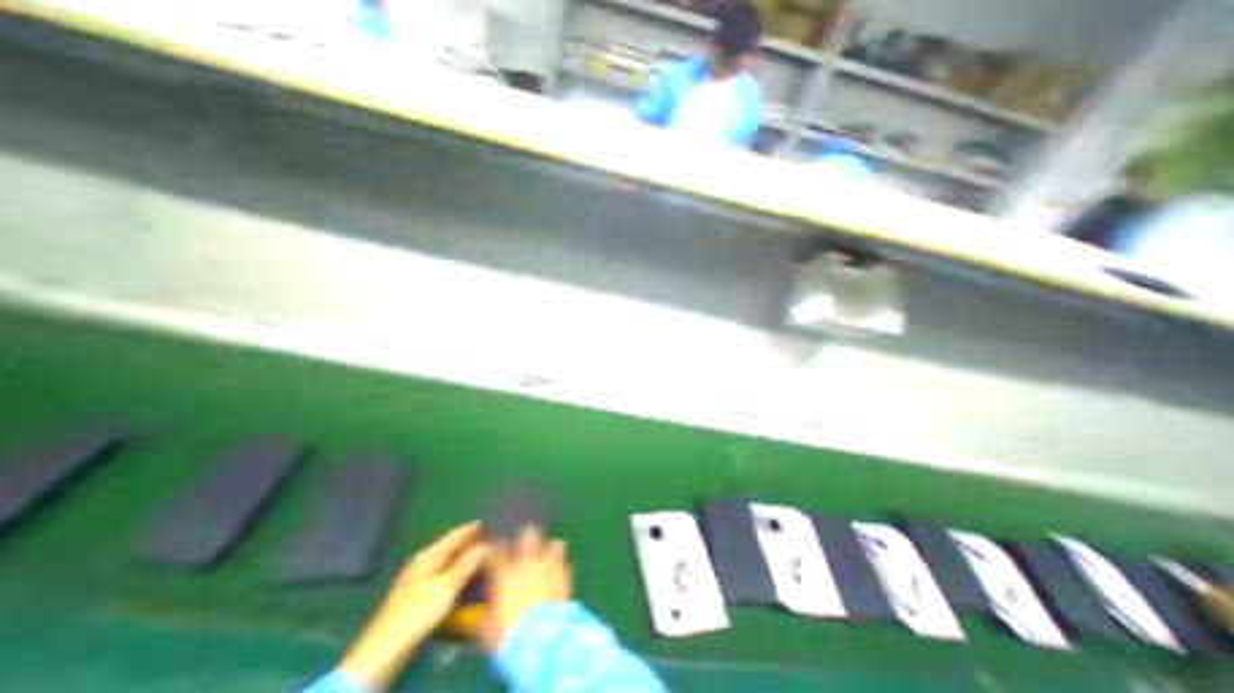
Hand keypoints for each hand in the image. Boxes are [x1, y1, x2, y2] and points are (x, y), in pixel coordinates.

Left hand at [341, 524, 492, 688]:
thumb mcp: (447, 588)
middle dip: (468, 541)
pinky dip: (454, 568)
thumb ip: (467, 564)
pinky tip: (462, 575)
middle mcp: (422, 561)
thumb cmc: (417, 614)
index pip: (455, 535)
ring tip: (480, 555)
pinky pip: (441, 572)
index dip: (472, 528)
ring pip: (445, 559)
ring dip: (462, 556)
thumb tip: (486, 544)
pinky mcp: (415, 592)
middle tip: (489, 538)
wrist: (382, 652)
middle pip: (450, 545)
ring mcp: (416, 577)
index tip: (489, 521)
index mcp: (429, 555)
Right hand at [483, 529, 575, 652]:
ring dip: (551, 548)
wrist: (542, 639)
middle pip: (529, 534)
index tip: (493, 550)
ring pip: (554, 544)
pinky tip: (560, 572)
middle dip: (527, 535)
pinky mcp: (565, 575)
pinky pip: (566, 563)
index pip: (497, 550)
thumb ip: (482, 618)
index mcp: (504, 573)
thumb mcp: (486, 631)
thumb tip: (477, 617)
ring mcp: (549, 566)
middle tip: (525, 543)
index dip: (495, 547)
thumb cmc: (508, 635)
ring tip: (548, 555)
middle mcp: (527, 563)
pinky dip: (563, 566)